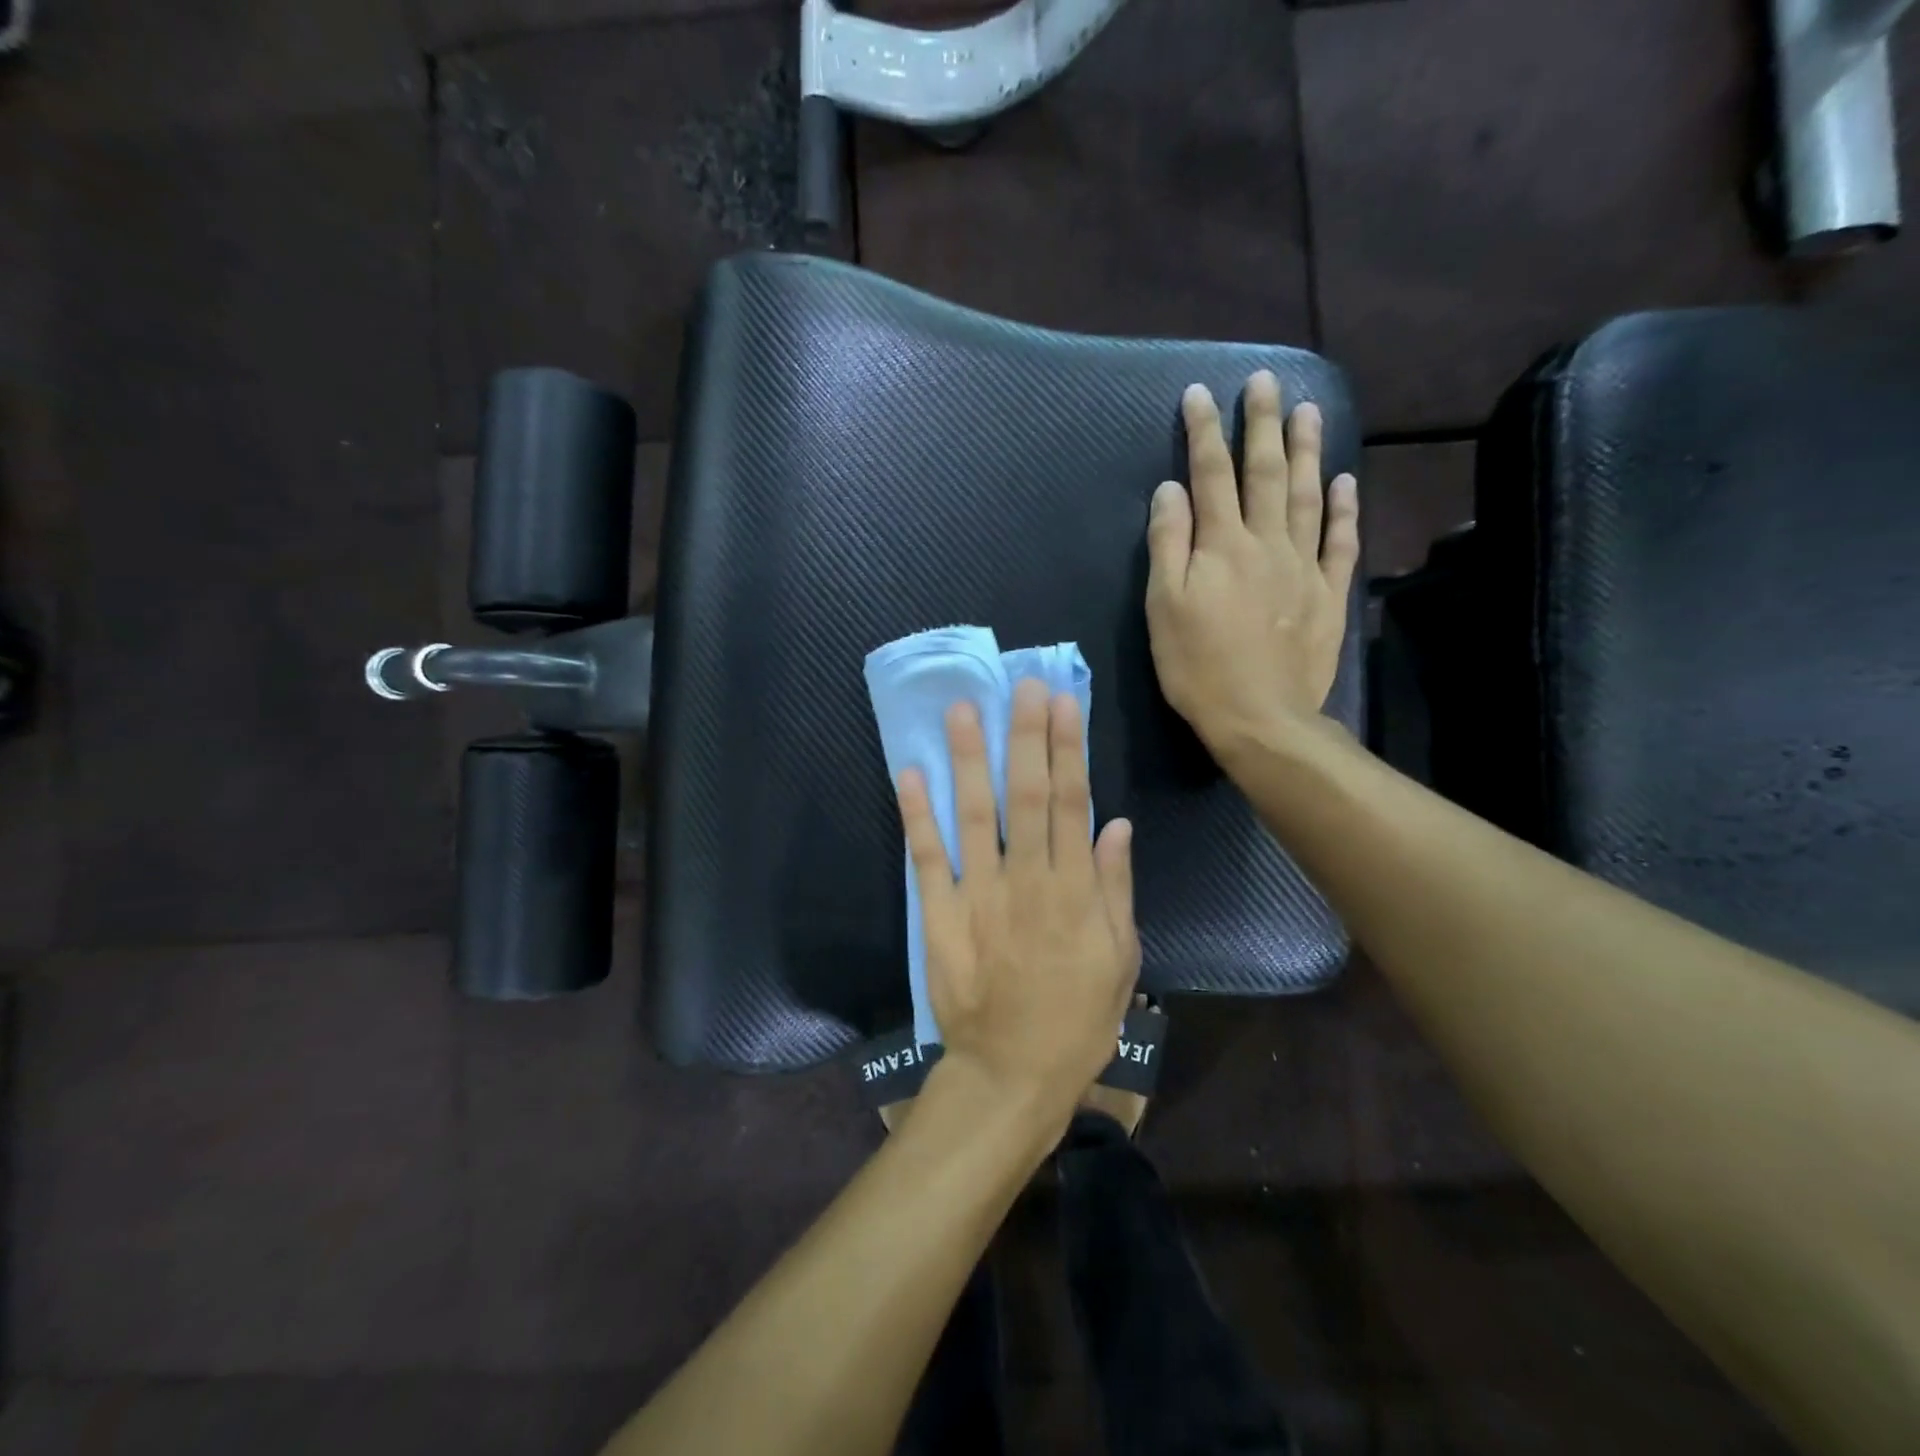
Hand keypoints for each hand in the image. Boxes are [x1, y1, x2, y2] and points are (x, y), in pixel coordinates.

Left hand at [896, 679, 1139, 1117]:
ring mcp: (980, 895)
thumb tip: (1116, 824)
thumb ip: (1116, 889)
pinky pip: (928, 858)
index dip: (1068, 749)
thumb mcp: (1121, 960)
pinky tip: (910, 773)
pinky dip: (917, 815)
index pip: (1073, 803)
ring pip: (975, 815)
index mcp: (1074, 891)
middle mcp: (1027, 881)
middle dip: (1025, 736)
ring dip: (969, 760)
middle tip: (1022, 684)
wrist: (1012, 1073)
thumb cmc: (1076, 1018)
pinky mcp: (941, 915)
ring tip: (963, 710)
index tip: (1064, 702)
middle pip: (1027, 796)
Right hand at [1145, 372, 1358, 757]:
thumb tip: (1171, 490)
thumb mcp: (1162, 607)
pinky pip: (1340, 542)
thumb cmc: (1197, 666)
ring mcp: (1303, 566)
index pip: (1210, 475)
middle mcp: (1266, 542)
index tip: (1200, 393)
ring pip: (1307, 496)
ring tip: (1307, 410)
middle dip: (1262, 424)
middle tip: (1264, 381)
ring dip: (1307, 451)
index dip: (1204, 432)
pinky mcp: (1327, 594)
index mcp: (1221, 545)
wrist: (1259, 717)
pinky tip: (1344, 481)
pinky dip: (1343, 509)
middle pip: (1265, 473)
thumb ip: (1167, 544)